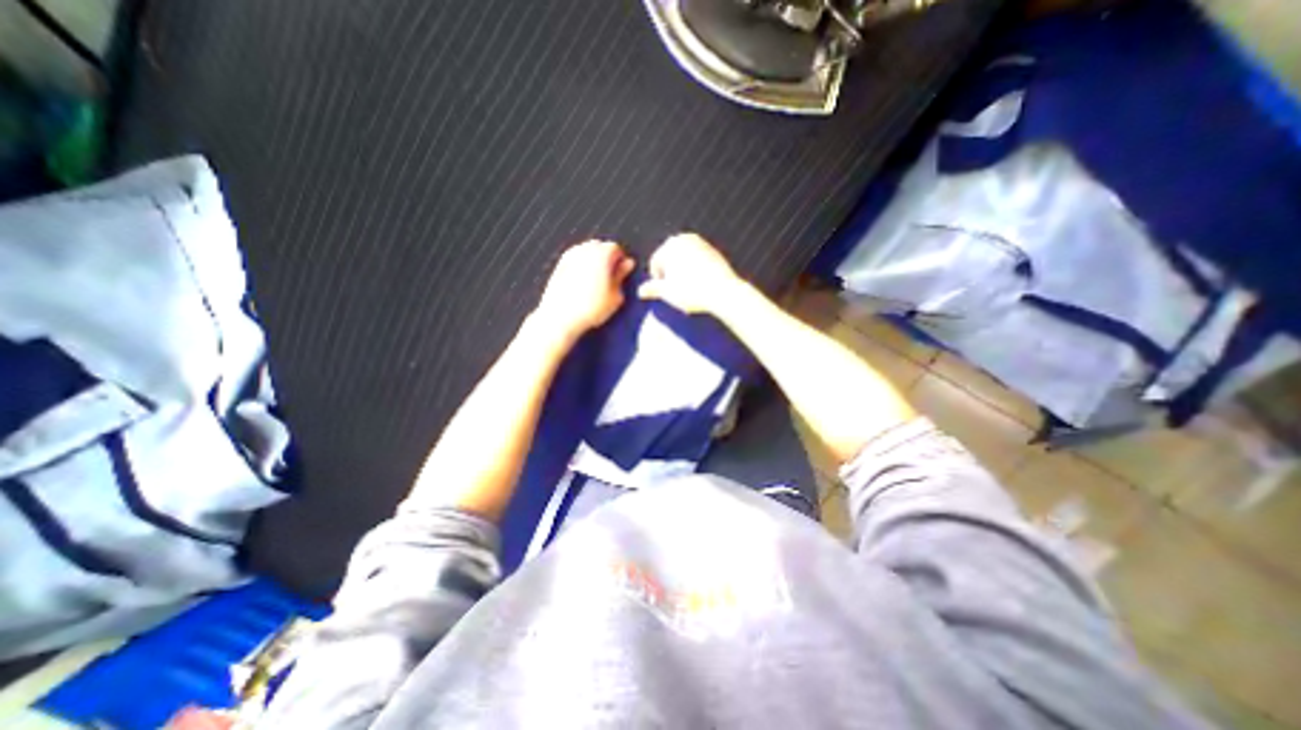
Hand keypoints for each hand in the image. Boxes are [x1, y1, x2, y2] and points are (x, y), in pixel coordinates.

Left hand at [534, 239, 635, 342]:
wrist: (560, 318)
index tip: (621, 276)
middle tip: (609, 279)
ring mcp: (569, 256)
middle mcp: (584, 249)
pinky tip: (581, 285)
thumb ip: (622, 276)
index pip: (616, 248)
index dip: (620, 261)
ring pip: (586, 252)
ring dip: (593, 262)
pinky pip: (575, 260)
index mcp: (602, 254)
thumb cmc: (592, 309)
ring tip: (595, 282)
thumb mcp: (615, 296)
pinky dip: (581, 267)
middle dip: (606, 258)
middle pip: (600, 247)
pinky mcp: (558, 265)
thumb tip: (628, 263)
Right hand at [639, 230, 742, 311]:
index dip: (657, 279)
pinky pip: (698, 260)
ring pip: (684, 259)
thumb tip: (640, 291)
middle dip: (670, 273)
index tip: (664, 292)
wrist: (724, 291)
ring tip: (688, 288)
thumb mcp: (668, 293)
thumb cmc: (692, 291)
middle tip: (676, 291)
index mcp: (670, 245)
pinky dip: (695, 270)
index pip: (656, 262)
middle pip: (670, 258)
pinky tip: (700, 284)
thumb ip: (652, 289)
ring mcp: (701, 243)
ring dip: (682, 271)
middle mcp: (685, 239)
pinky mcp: (714, 250)